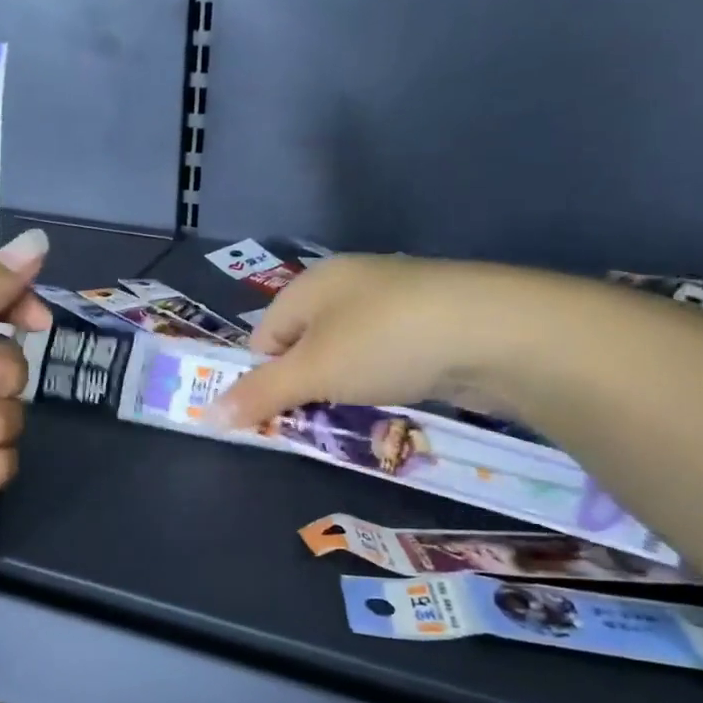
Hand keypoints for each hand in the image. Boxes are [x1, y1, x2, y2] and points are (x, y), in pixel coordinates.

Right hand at [209, 255, 560, 428]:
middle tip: (318, 419)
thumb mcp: (312, 372)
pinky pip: (385, 354)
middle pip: (304, 344)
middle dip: (305, 385)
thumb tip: (207, 416)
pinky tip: (399, 395)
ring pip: (347, 352)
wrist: (496, 329)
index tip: (277, 415)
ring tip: (360, 412)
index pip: (263, 336)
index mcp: (311, 284)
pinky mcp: (430, 319)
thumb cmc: (383, 342)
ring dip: (345, 386)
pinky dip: (383, 379)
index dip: (263, 378)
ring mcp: (393, 299)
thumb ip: (259, 395)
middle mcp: (348, 283)